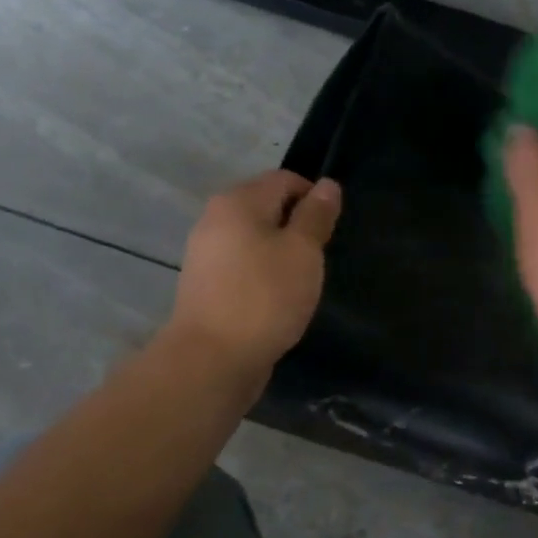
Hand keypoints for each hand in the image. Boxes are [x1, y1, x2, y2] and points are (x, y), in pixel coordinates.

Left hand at [165, 170, 341, 381]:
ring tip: (300, 282)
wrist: (213, 358)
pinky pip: (243, 266)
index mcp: (238, 202)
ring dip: (281, 254)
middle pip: (267, 207)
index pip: (284, 180)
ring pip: (255, 239)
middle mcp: (215, 219)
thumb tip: (328, 185)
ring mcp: (206, 253)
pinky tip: (277, 299)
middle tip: (318, 259)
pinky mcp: (206, 285)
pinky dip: (264, 275)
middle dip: (297, 227)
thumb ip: (316, 216)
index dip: (314, 198)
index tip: (332, 232)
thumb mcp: (303, 252)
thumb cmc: (265, 297)